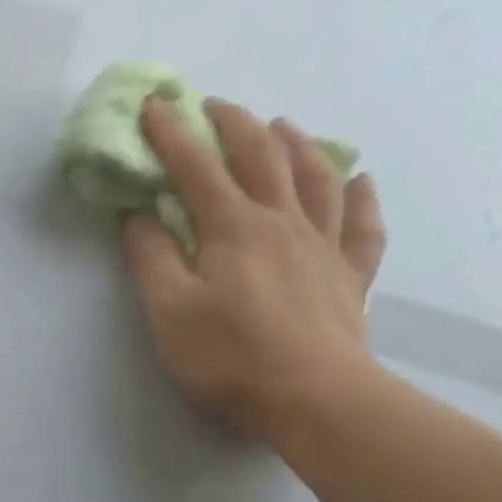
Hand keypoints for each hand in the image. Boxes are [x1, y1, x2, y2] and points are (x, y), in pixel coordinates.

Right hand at [124, 96, 386, 445]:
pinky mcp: (350, 277)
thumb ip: (150, 257)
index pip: (195, 167)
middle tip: (213, 106)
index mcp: (232, 227)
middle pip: (261, 156)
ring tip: (282, 125)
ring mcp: (323, 246)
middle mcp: (282, 222)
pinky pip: (362, 226)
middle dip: (233, 124)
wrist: (314, 398)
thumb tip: (138, 215)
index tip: (153, 103)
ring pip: (316, 177)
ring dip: (297, 143)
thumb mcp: (167, 310)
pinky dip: (361, 196)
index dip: (171, 132)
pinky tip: (360, 180)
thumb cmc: (229, 356)